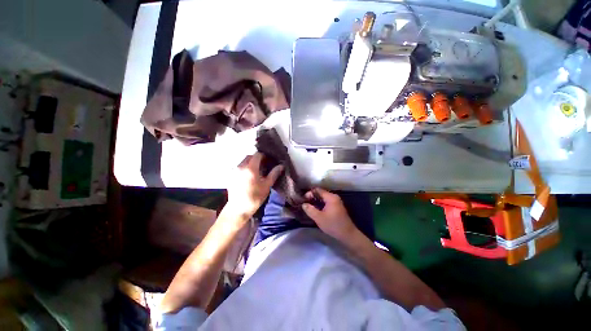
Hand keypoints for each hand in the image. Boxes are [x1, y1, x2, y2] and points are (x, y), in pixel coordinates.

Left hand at [226, 153, 282, 219]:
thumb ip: (274, 174)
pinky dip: (245, 168)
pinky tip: (249, 177)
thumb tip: (281, 166)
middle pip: (249, 157)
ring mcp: (234, 171)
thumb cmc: (255, 197)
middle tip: (264, 166)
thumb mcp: (266, 185)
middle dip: (257, 159)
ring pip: (243, 161)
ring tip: (256, 171)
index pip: (257, 155)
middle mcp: (240, 166)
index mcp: (250, 168)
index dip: (264, 156)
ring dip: (250, 163)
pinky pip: (239, 167)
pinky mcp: (230, 176)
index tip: (268, 160)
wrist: (239, 209)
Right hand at [302, 188, 358, 241]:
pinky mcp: (337, 207)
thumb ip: (310, 210)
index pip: (318, 190)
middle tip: (305, 204)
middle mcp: (334, 197)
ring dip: (316, 201)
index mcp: (331, 197)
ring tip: (308, 207)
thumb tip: (304, 204)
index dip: (309, 193)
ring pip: (323, 198)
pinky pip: (326, 202)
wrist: (348, 234)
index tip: (303, 200)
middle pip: (320, 193)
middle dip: (312, 197)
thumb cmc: (333, 225)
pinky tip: (316, 210)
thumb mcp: (319, 218)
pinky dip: (320, 204)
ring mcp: (336, 202)